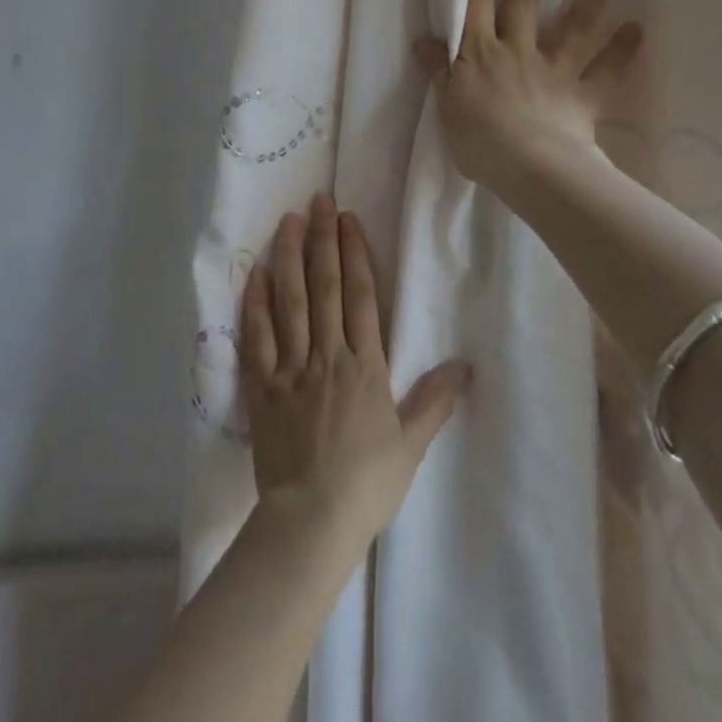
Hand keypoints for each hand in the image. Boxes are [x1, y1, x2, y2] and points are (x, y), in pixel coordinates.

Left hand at [241, 196, 470, 543]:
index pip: (361, 296)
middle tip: (319, 200)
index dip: (355, 253)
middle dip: (322, 239)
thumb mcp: (410, 444)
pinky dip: (255, 302)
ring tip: (288, 220)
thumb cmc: (366, 483)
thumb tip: (465, 365)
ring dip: (289, 257)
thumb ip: (435, 400)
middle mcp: (327, 355)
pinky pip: (257, 336)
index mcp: (365, 366)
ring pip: (290, 300)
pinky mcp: (262, 385)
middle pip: (325, 286)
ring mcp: (291, 367)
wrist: (311, 521)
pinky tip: (256, 272)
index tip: (348, 220)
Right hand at [414, 0, 642, 192]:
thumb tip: (424, 39)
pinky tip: (638, 29)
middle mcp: (518, 52)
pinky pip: (604, 72)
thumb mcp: (446, 105)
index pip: (476, 1)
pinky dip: (621, 52)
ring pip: (572, 27)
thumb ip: (439, 71)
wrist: (528, 168)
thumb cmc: (479, 140)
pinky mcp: (581, 96)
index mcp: (481, 54)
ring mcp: (553, 71)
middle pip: (522, 0)